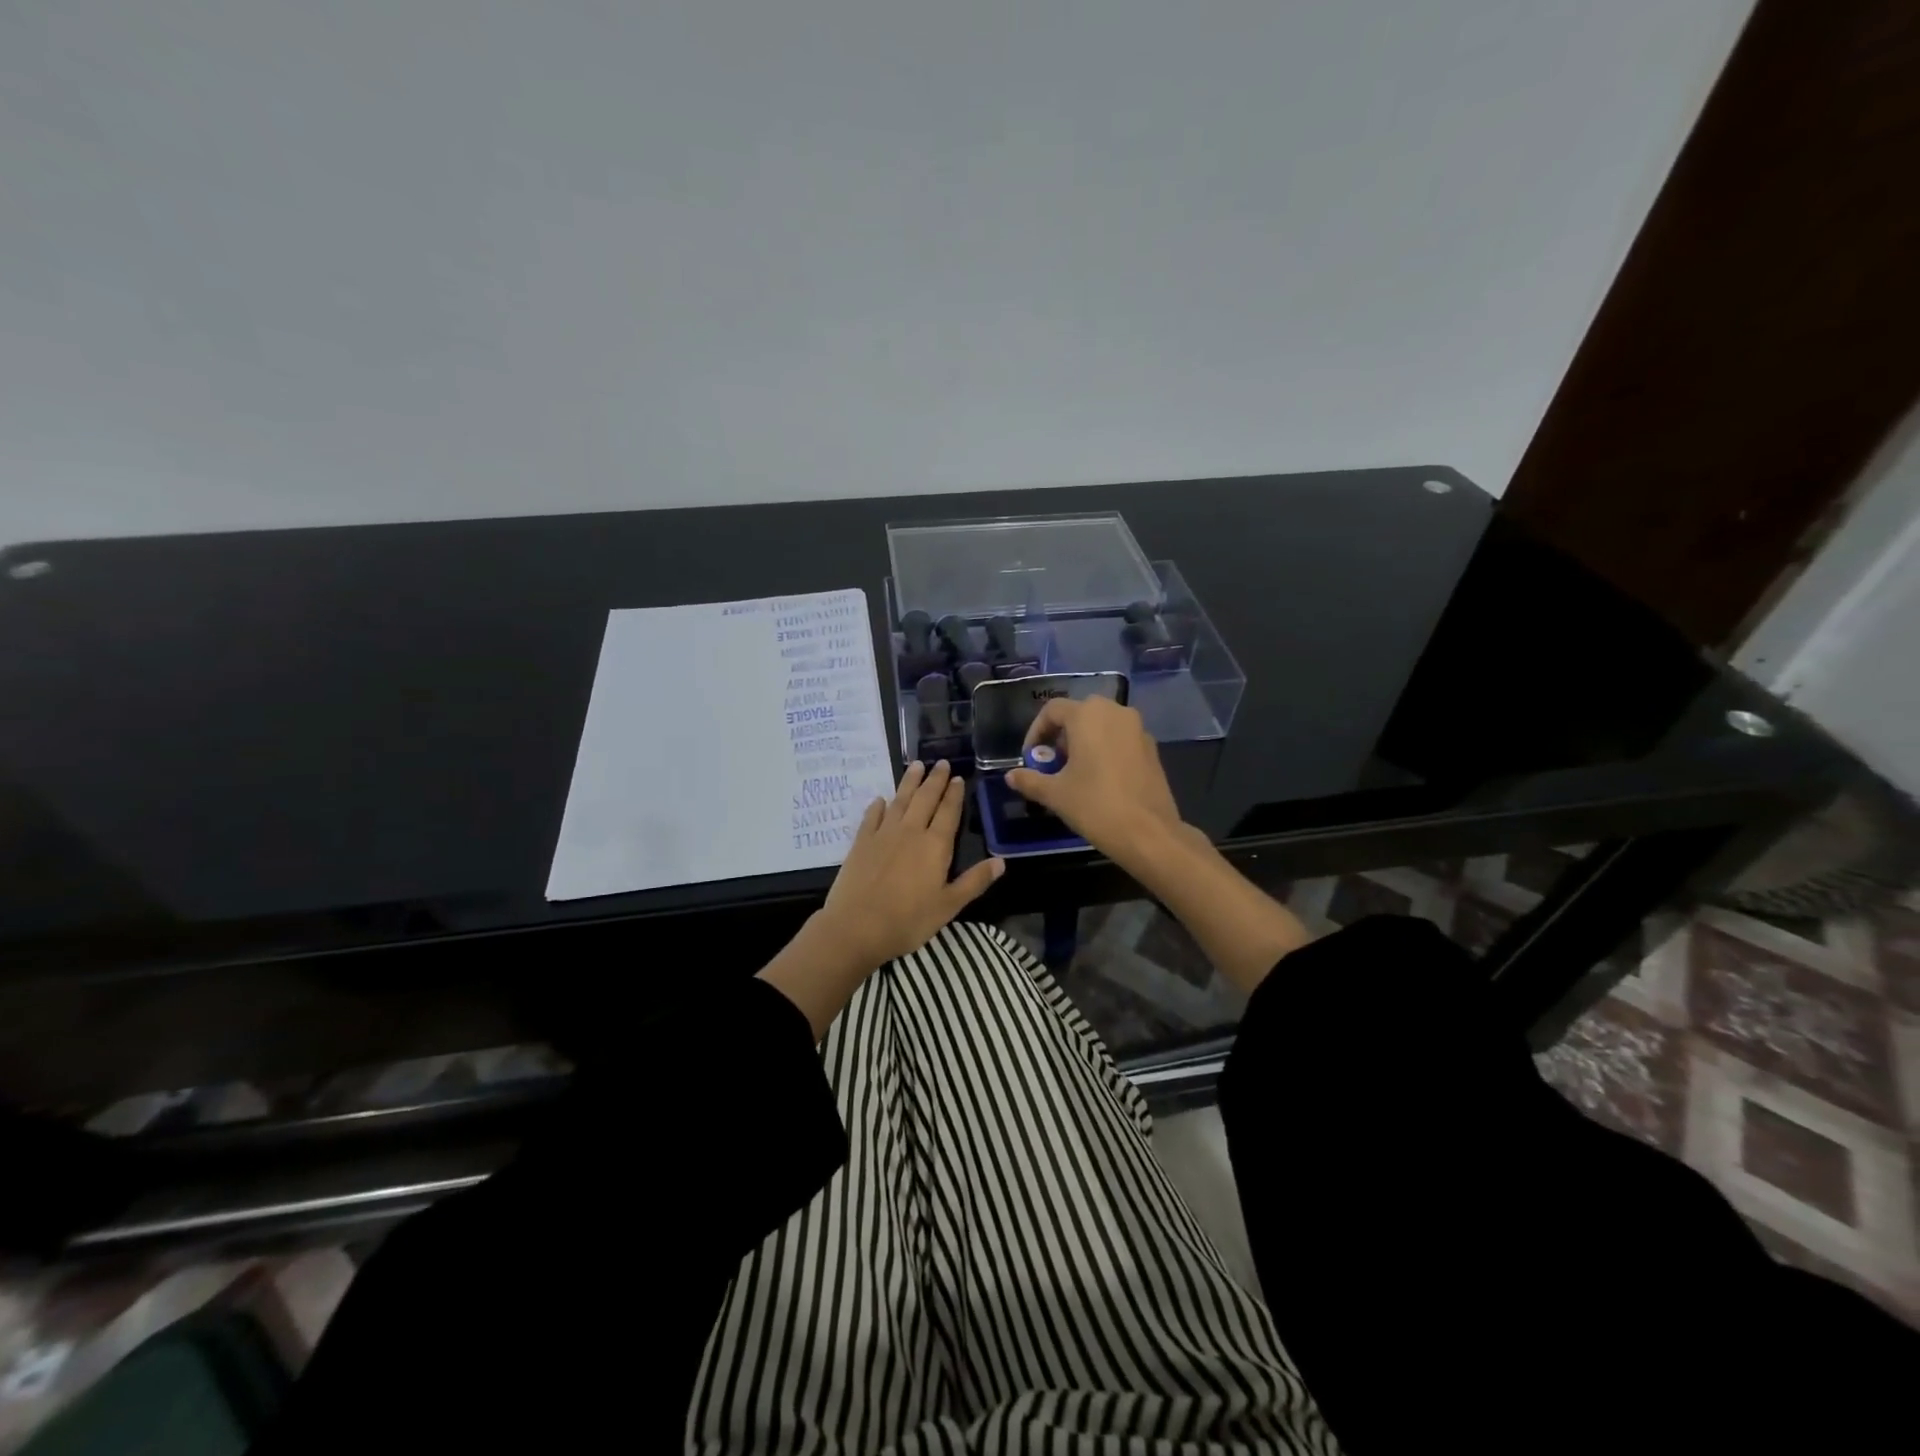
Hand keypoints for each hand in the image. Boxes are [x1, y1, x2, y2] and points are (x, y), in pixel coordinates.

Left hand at [815, 759, 1004, 970]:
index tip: (958, 778)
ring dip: (909, 782)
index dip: (954, 794)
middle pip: (925, 799)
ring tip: (916, 766)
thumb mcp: (948, 906)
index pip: (948, 812)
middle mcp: (910, 832)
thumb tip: (1001, 862)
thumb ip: (974, 881)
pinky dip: (878, 806)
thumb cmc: (908, 920)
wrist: (856, 926)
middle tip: (941, 762)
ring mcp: (883, 834)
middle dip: (935, 780)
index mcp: (935, 845)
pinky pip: (871, 817)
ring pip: (899, 801)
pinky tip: (880, 800)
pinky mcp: (861, 842)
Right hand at [1004, 698, 1185, 867]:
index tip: (1031, 757)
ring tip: (1074, 771)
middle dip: (1061, 735)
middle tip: (1053, 763)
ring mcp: (1138, 729)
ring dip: (1084, 741)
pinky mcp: (1152, 748)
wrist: (1148, 833)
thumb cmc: (1095, 806)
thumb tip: (1011, 776)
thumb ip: (1030, 780)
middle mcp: (1115, 712)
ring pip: (1102, 724)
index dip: (1036, 731)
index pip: (1052, 710)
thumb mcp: (1055, 794)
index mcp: (1088, 715)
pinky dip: (1106, 749)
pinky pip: (1121, 738)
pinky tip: (1100, 778)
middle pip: (1080, 713)